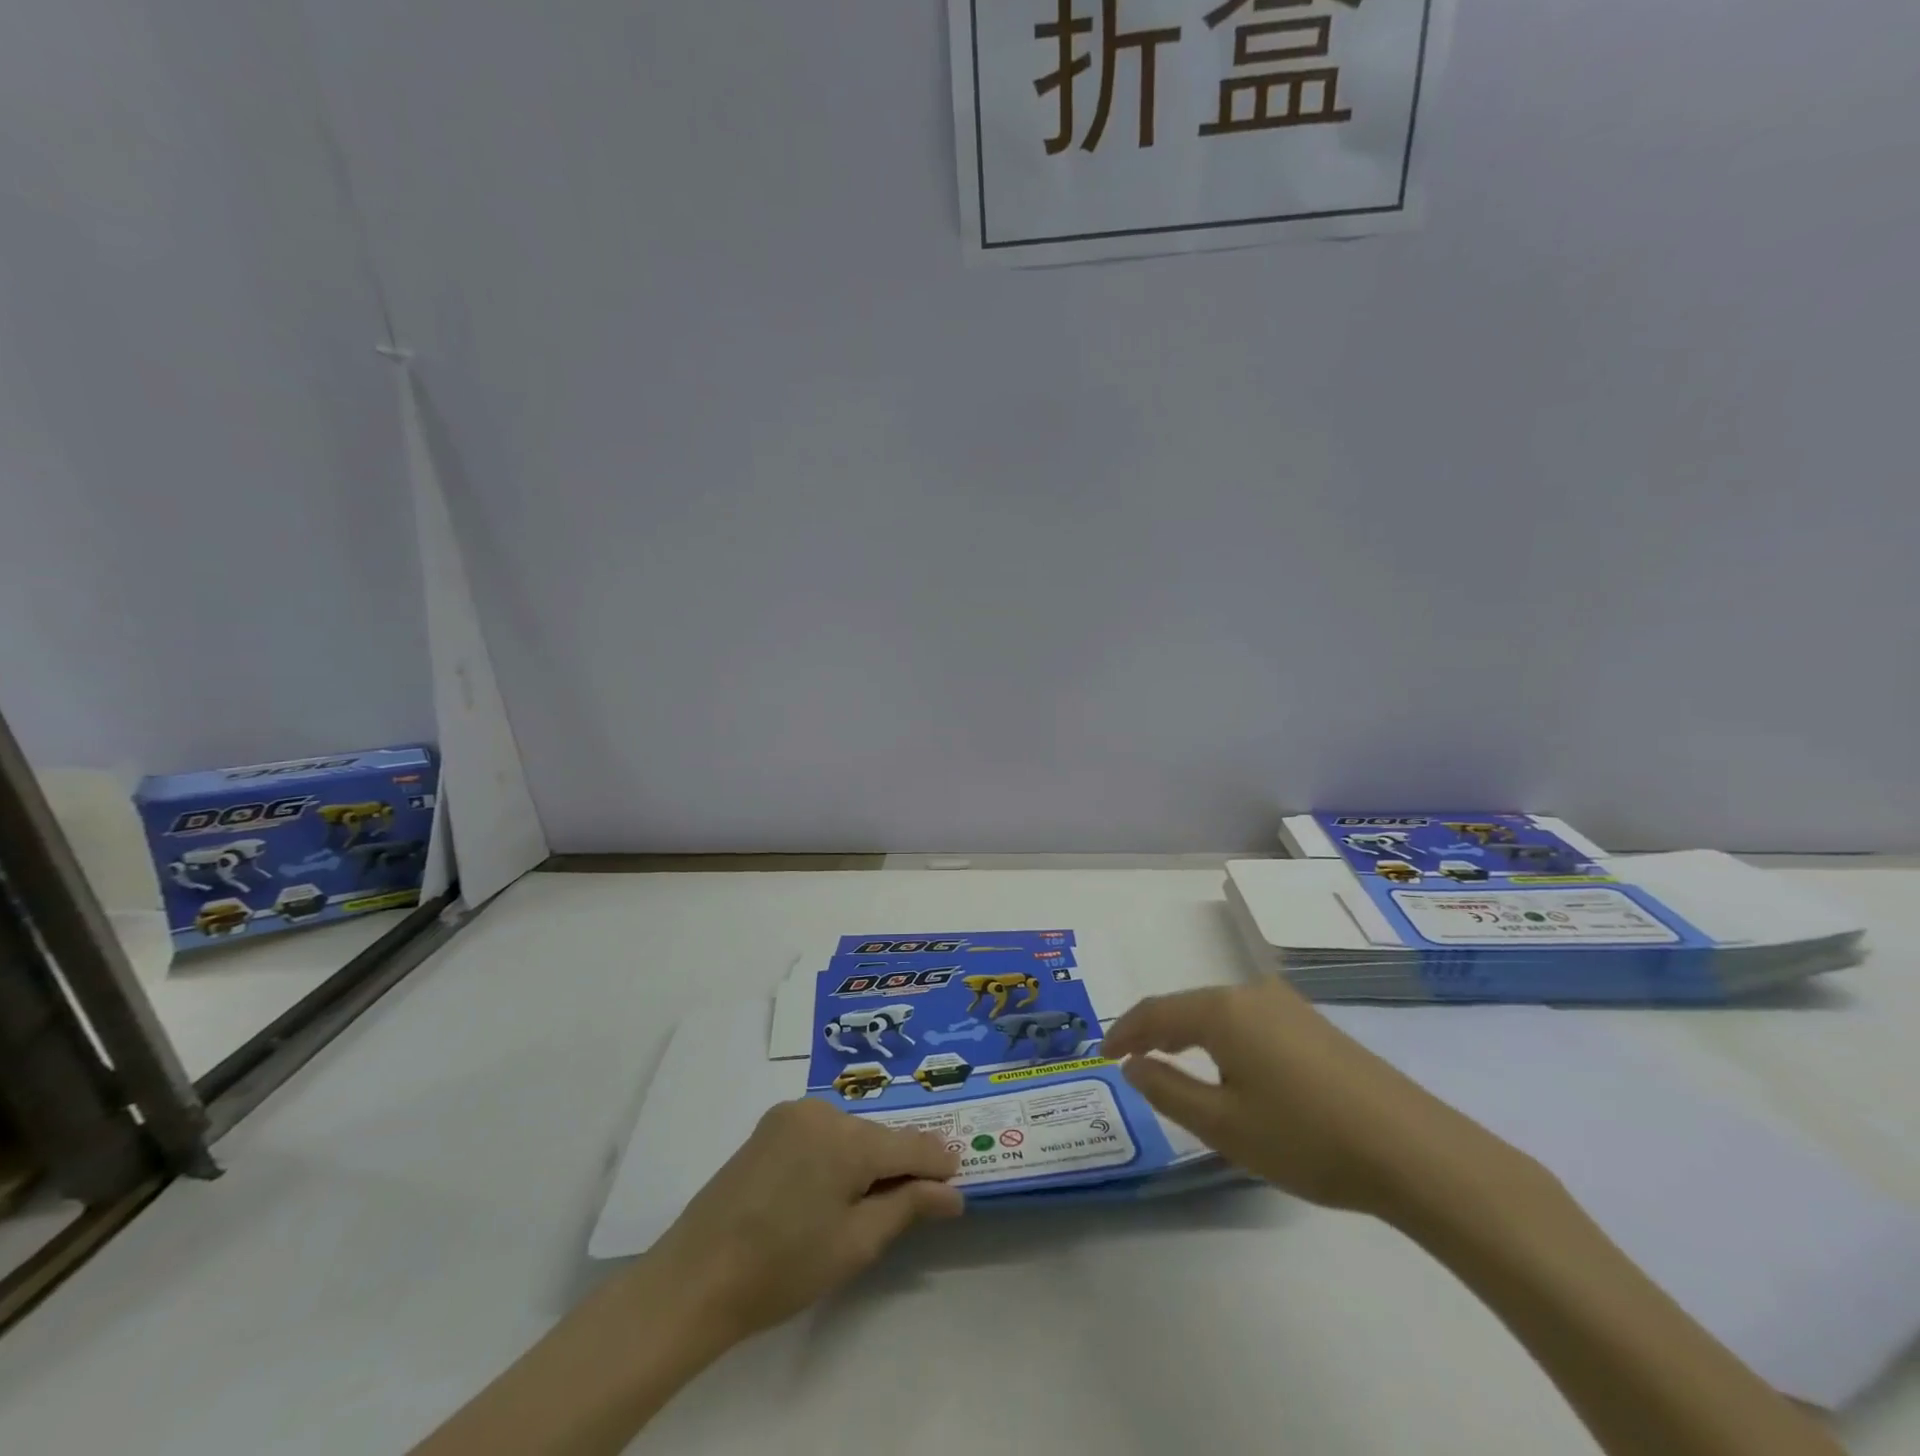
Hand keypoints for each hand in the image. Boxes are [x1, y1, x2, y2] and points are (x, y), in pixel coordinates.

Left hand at [642, 1099, 961, 1344]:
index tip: (958, 1177)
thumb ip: (908, 1207)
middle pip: (878, 1137)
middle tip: (911, 1203)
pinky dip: (834, 1154)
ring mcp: (792, 1114)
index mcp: (848, 1138)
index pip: (910, 1144)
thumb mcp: (856, 1245)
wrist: (695, 1278)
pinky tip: (826, 1189)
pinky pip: (821, 1132)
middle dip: (897, 1165)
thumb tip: (952, 1192)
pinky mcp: (769, 1125)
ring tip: (863, 1204)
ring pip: (849, 1133)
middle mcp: (823, 1111)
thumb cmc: (783, 1268)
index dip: (937, 1162)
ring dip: (864, 1160)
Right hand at [1103, 978, 1511, 1216]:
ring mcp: (1287, 1005)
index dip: (1123, 1031)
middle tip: (1131, 1061)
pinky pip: (1249, 1021)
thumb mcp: (1223, 1125)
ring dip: (1190, 1034)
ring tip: (1173, 1064)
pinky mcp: (1314, 1024)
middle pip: (1188, 1006)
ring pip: (1220, 1012)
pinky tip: (1230, 1068)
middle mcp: (1251, 993)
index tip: (1101, 1055)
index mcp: (1222, 1010)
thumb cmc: (1306, 1138)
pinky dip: (1224, 1039)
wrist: (1415, 1151)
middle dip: (1155, 1031)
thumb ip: (1167, 1090)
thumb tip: (1133, 1065)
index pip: (1156, 1011)